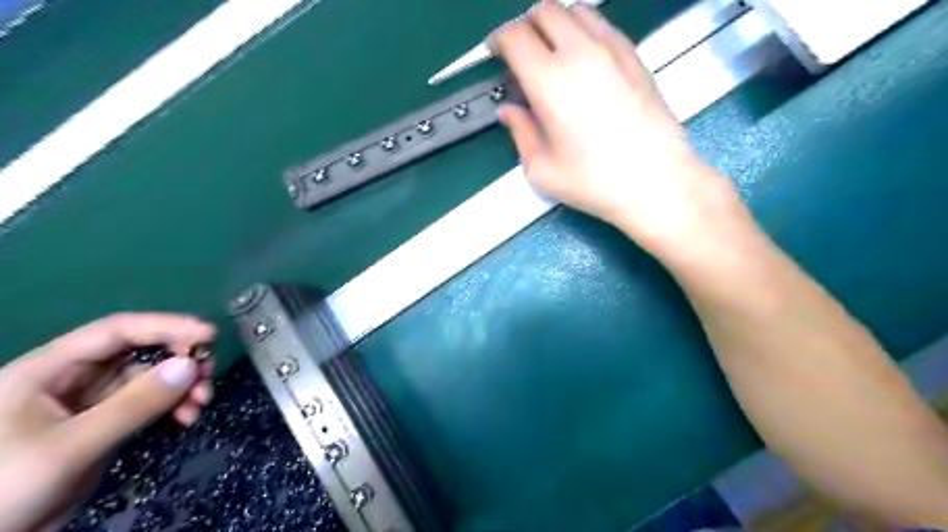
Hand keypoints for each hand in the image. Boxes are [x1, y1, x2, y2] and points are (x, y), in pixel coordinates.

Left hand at [1, 312, 215, 530]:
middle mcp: (72, 378)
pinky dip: (173, 407)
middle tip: (208, 376)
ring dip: (181, 388)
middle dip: (179, 362)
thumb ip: (134, 404)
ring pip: (150, 379)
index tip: (209, 335)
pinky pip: (148, 404)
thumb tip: (190, 366)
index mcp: (48, 369)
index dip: (166, 326)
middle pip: (139, 353)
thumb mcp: (72, 446)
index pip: (117, 331)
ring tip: (201, 404)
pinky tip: (187, 419)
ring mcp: (90, 402)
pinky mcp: (103, 424)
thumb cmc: (6, 488)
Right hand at [492, 2, 744, 252]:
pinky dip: (584, 31)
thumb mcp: (542, 169)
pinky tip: (584, 60)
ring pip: (576, 11)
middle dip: (525, 27)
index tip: (495, 53)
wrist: (656, 182)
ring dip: (556, 24)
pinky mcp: (635, 57)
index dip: (499, 40)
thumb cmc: (594, 181)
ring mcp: (612, 49)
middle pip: (545, 11)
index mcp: (550, 81)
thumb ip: (520, 133)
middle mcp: (580, 53)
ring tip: (552, 53)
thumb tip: (509, 112)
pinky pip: (603, 25)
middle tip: (520, 54)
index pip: (515, 36)